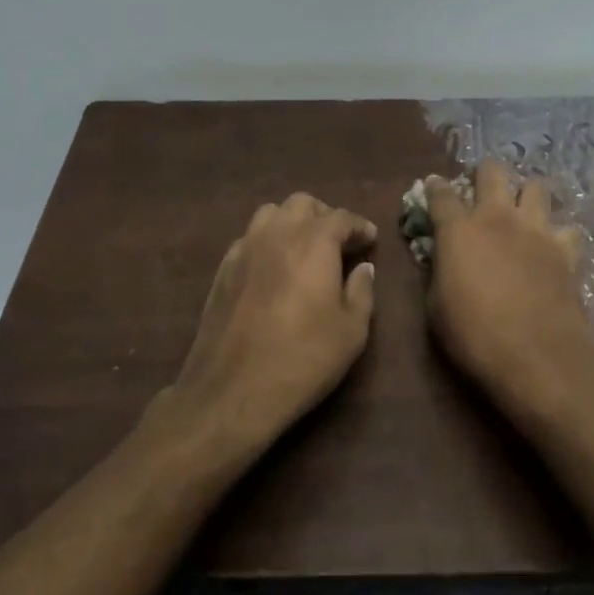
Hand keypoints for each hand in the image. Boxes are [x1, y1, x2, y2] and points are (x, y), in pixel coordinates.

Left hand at [167, 192, 378, 454]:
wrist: (232, 390)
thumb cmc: (302, 359)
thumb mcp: (351, 331)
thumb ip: (361, 291)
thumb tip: (363, 268)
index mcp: (313, 242)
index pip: (341, 217)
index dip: (359, 226)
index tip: (370, 239)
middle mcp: (277, 234)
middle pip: (302, 204)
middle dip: (324, 216)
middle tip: (339, 242)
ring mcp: (244, 248)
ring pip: (271, 214)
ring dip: (292, 222)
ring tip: (305, 248)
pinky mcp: (223, 269)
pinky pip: (249, 238)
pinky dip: (268, 241)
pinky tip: (275, 268)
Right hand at [424, 160, 593, 404]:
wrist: (537, 355)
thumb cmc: (474, 335)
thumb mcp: (436, 307)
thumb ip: (439, 274)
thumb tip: (443, 262)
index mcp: (459, 230)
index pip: (440, 194)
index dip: (435, 187)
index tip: (433, 186)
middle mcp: (498, 217)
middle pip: (493, 171)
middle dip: (485, 174)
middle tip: (482, 191)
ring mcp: (536, 229)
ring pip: (536, 187)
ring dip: (526, 195)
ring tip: (522, 213)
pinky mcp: (566, 249)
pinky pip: (566, 228)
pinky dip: (559, 235)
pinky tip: (554, 249)